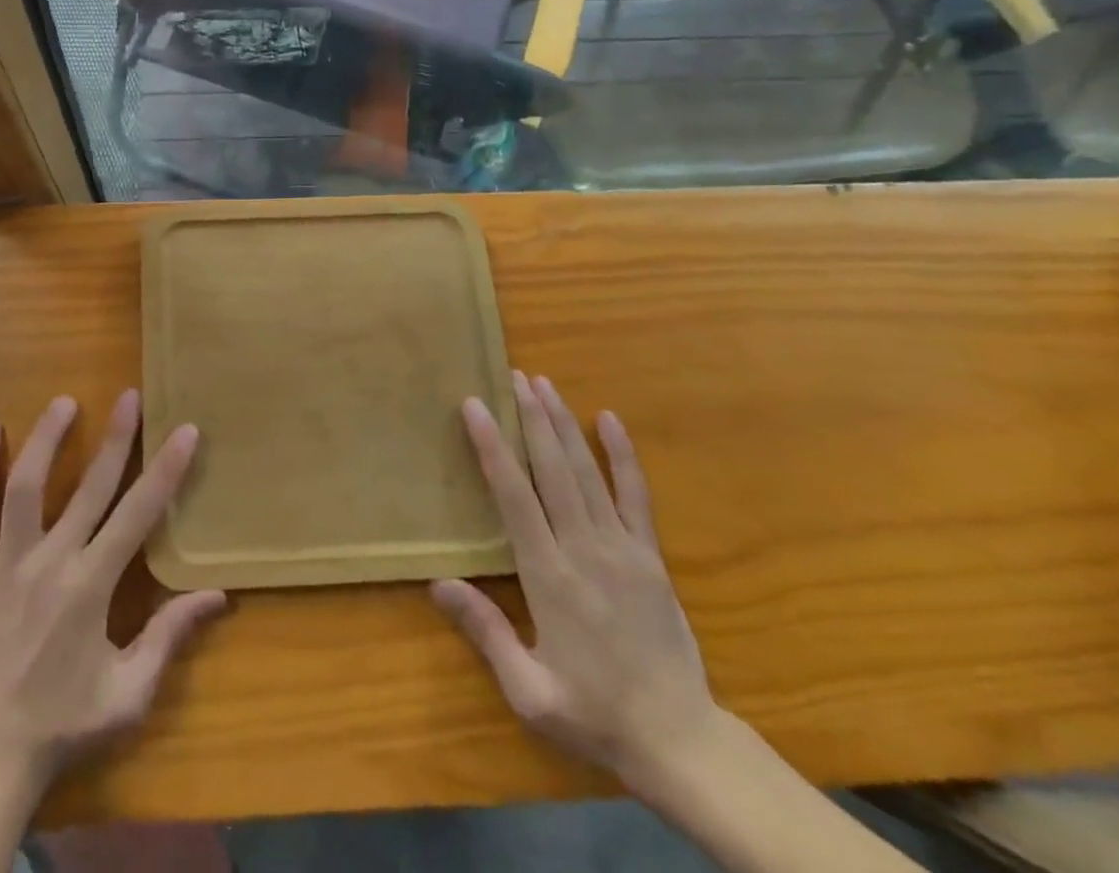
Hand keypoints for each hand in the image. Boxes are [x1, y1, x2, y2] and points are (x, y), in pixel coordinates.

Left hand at [0, 390, 226, 798]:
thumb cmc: (60, 725)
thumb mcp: (127, 694)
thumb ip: (168, 637)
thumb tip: (217, 595)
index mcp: (92, 587)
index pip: (138, 515)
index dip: (165, 470)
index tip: (184, 430)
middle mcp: (52, 562)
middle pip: (90, 488)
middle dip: (116, 439)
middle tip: (130, 396)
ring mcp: (6, 563)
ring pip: (26, 487)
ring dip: (47, 439)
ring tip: (65, 402)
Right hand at [432, 371, 718, 796]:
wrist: (681, 742)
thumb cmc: (594, 714)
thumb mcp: (529, 691)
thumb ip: (486, 632)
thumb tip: (438, 582)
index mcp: (550, 577)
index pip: (515, 496)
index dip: (493, 447)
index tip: (476, 406)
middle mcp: (585, 550)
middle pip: (553, 469)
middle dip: (532, 418)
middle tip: (514, 376)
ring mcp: (623, 549)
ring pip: (587, 472)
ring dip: (564, 424)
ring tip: (544, 384)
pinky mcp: (650, 557)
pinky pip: (636, 496)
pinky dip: (622, 455)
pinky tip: (610, 420)